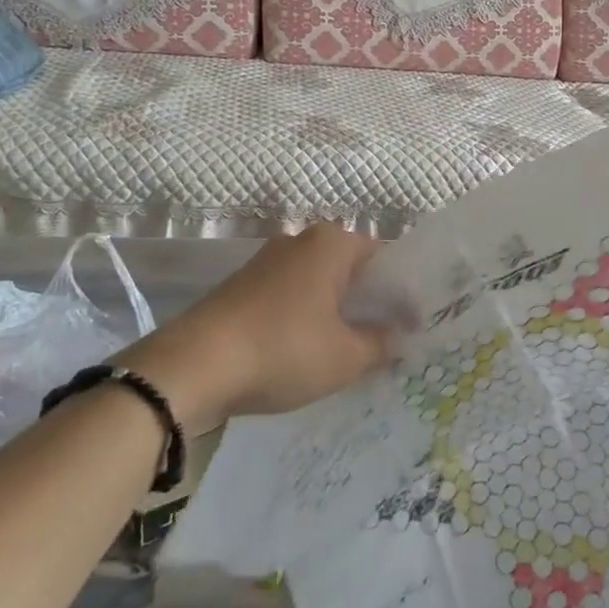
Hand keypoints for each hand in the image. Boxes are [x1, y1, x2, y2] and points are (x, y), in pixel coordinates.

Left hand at [129, 225, 393, 431]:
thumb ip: (382, 343)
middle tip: (390, 340)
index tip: (416, 324)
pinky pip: (292, 297)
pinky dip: (308, 318)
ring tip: (353, 351)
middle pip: (352, 269)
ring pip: (321, 284)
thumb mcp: (346, 357)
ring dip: (338, 313)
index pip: (386, 258)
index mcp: (332, 243)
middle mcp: (300, 241)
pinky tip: (311, 352)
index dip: (405, 292)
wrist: (192, 366)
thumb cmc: (282, 350)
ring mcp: (267, 262)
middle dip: (371, 302)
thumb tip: (400, 336)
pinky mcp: (244, 286)